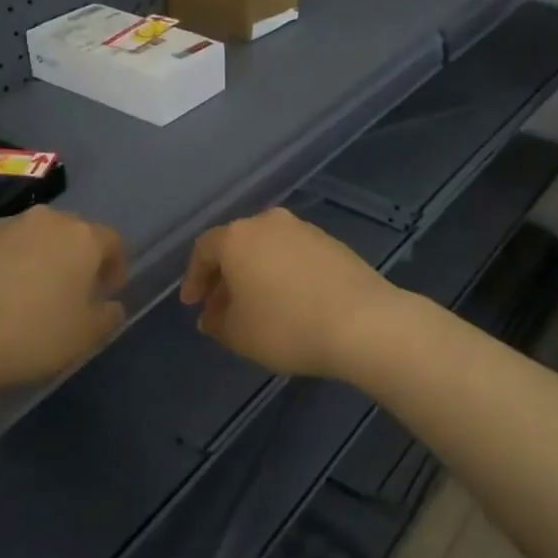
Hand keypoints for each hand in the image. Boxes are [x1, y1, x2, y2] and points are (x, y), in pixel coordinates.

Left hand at [0, 206, 127, 399]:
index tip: (106, 293)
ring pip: (30, 237)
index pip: (112, 241)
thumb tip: (110, 304)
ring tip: (23, 296)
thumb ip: (108, 316)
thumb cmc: (30, 337)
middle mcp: (44, 220)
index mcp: (81, 237)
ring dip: (35, 258)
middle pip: (70, 233)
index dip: (115, 267)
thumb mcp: (86, 338)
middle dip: (74, 259)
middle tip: (67, 294)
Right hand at [180, 208, 399, 377]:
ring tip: (256, 307)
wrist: (363, 322)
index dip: (194, 278)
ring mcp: (304, 229)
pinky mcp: (332, 242)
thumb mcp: (239, 334)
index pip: (204, 250)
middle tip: (221, 307)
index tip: (193, 305)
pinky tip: (289, 301)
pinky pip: (294, 255)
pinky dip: (283, 273)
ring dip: (255, 274)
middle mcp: (269, 223)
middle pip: (237, 246)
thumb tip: (211, 316)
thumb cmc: (287, 326)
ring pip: (267, 249)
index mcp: (238, 237)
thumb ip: (216, 322)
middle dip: (225, 277)